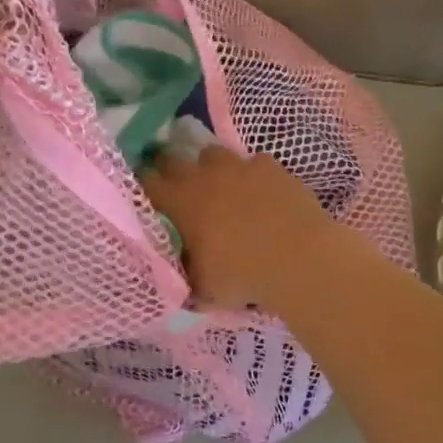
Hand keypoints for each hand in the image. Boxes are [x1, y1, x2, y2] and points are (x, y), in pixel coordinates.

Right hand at [142, 147, 345, 309]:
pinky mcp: (269, 166)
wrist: (299, 258)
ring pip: (213, 154)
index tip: (145, 192)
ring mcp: (238, 166)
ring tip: (221, 187)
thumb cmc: (242, 275)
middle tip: (177, 187)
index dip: (143, 184)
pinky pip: (253, 162)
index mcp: (180, 202)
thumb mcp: (202, 288)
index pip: (147, 182)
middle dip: (171, 169)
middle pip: (174, 158)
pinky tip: (262, 192)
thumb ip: (184, 274)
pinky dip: (253, 175)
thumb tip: (177, 273)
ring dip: (211, 168)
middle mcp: (203, 176)